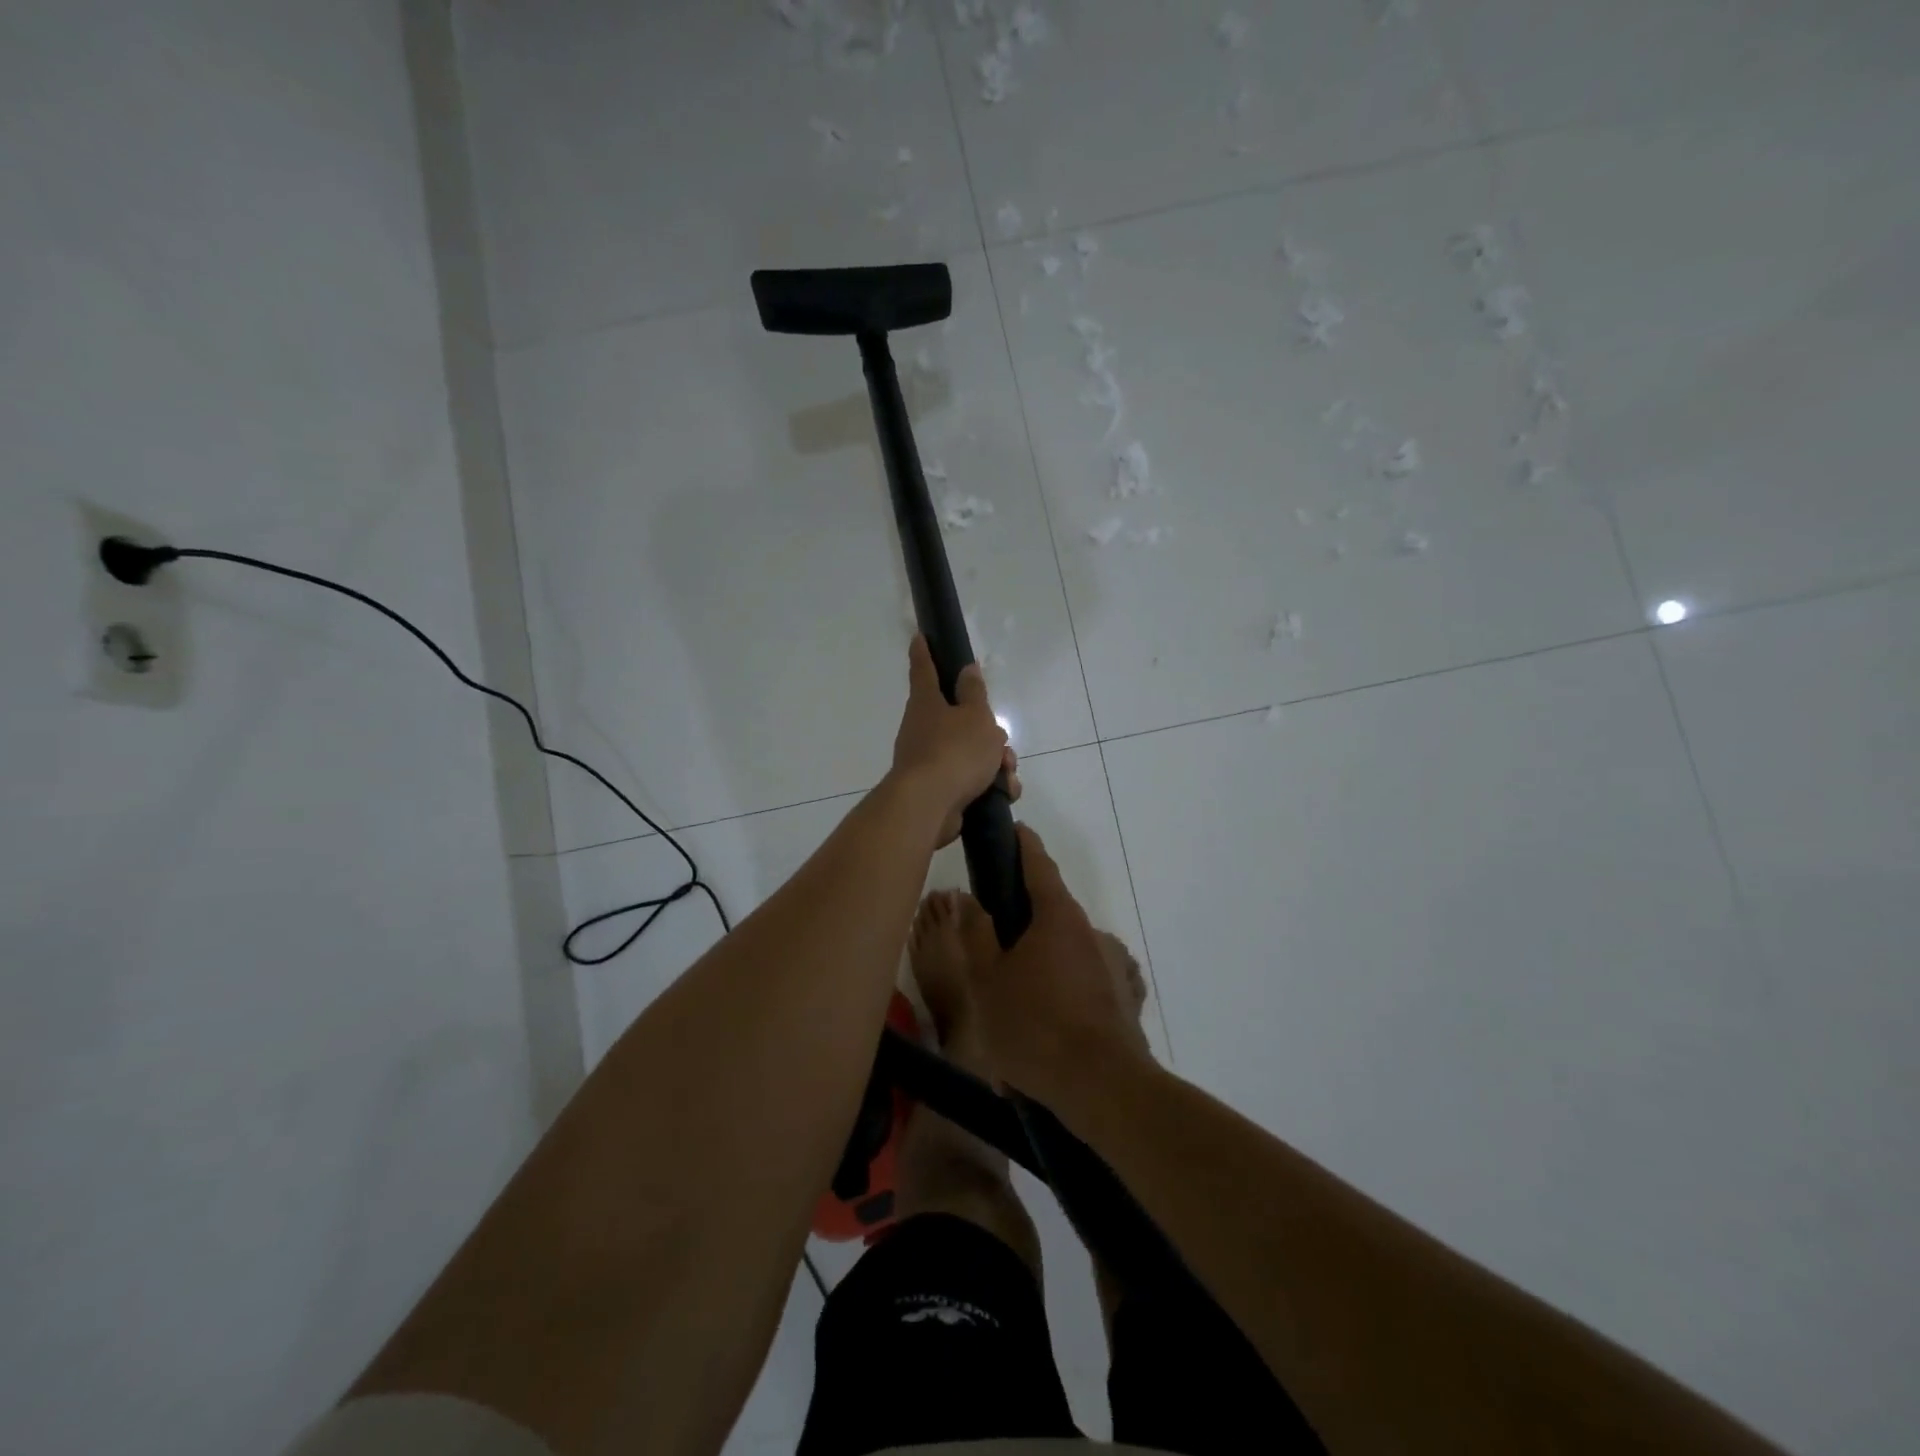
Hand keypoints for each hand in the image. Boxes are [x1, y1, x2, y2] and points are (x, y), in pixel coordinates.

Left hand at [890, 635, 1019, 846]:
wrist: (930, 806)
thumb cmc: (954, 751)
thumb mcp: (975, 716)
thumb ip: (974, 693)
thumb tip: (967, 670)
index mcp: (927, 704)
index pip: (925, 669)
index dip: (924, 652)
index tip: (919, 636)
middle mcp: (923, 729)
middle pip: (960, 720)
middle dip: (988, 732)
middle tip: (1001, 743)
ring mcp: (928, 761)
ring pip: (971, 752)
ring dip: (995, 761)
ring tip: (1007, 773)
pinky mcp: (938, 789)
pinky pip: (970, 780)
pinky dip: (990, 784)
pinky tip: (1004, 792)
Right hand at [957, 825, 1150, 1112]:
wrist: (1103, 1087)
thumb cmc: (1034, 1025)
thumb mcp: (988, 980)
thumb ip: (975, 934)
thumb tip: (968, 898)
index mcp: (1057, 916)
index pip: (1038, 863)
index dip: (1023, 844)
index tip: (1013, 829)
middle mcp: (1089, 930)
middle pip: (1050, 911)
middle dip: (1022, 921)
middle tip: (991, 946)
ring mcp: (1111, 964)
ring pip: (1065, 953)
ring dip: (1040, 966)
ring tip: (1012, 1005)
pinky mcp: (1123, 998)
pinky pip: (1082, 984)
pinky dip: (1062, 994)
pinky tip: (1044, 1029)